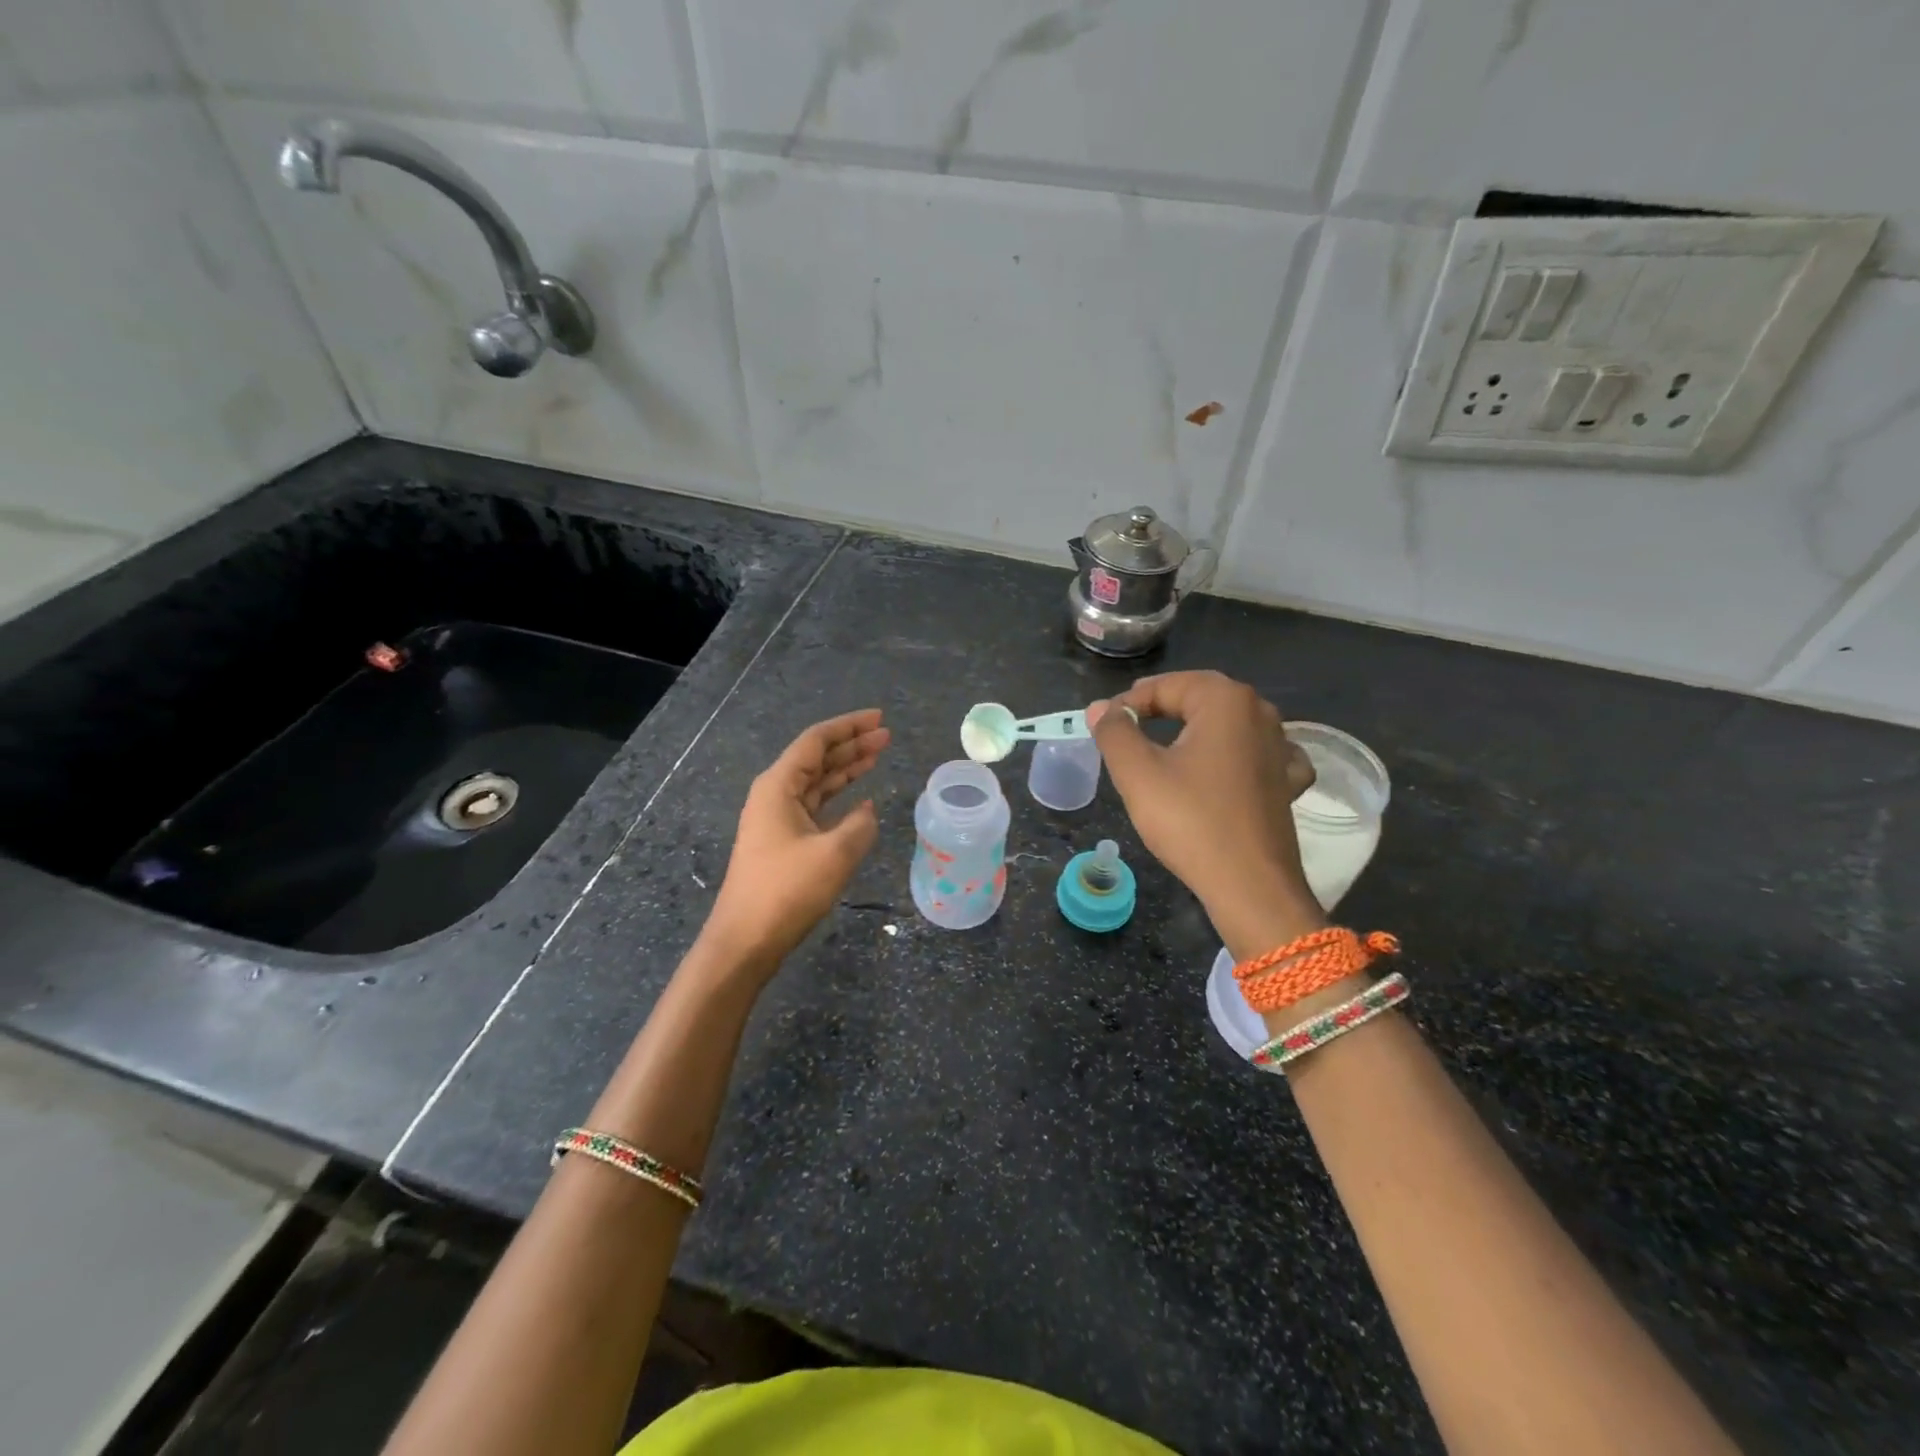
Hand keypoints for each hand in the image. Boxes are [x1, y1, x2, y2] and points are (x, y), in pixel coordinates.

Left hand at [701, 709, 890, 982]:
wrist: (745, 940)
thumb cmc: (787, 891)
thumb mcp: (834, 854)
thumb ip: (860, 825)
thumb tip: (867, 810)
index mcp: (778, 786)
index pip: (816, 741)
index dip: (849, 726)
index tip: (880, 719)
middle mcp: (774, 794)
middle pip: (817, 758)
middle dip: (852, 744)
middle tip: (887, 736)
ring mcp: (776, 818)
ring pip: (817, 782)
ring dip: (847, 768)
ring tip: (879, 755)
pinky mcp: (782, 841)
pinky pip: (815, 806)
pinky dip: (839, 797)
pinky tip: (861, 798)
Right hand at [1088, 671, 1323, 961]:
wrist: (1251, 886)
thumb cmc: (1190, 821)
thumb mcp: (1137, 773)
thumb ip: (1114, 732)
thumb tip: (1100, 708)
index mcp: (1225, 700)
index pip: (1165, 687)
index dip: (1129, 703)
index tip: (1104, 726)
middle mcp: (1261, 713)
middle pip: (1200, 699)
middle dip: (1162, 709)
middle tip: (1127, 729)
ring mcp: (1281, 748)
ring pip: (1228, 725)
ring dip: (1196, 731)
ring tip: (1166, 749)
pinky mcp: (1288, 783)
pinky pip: (1256, 754)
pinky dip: (1234, 756)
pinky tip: (1224, 770)